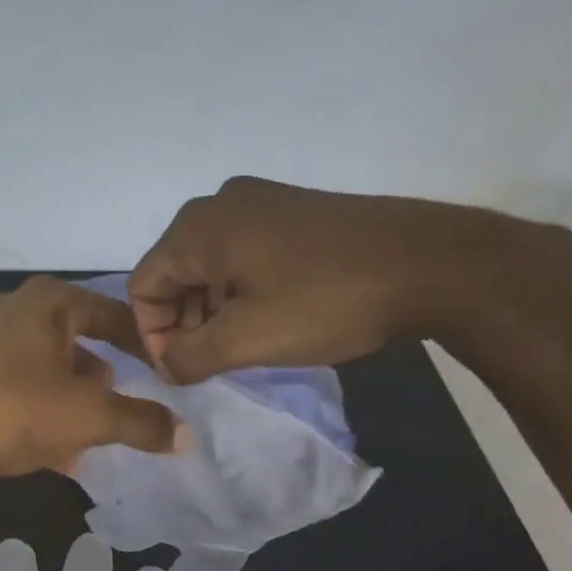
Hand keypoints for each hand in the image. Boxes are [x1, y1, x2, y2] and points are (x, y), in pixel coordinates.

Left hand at [0, 276, 183, 485]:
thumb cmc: (18, 413)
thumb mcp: (90, 418)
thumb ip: (142, 422)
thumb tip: (184, 435)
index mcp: (47, 302)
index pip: (112, 312)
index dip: (143, 343)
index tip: (163, 372)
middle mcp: (16, 310)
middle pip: (79, 338)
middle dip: (104, 375)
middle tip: (124, 402)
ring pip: (51, 366)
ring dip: (76, 398)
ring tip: (93, 433)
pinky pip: (24, 385)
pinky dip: (46, 409)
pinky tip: (59, 451)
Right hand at [127, 176, 532, 382]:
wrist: (429, 263)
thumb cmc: (324, 301)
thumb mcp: (245, 340)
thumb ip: (187, 358)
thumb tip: (166, 365)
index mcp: (197, 227)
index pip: (143, 286)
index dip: (154, 335)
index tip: (185, 369)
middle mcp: (220, 203)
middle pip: (174, 273)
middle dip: (185, 322)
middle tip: (215, 361)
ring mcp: (260, 201)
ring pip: (209, 266)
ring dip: (213, 310)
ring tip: (244, 343)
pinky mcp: (292, 211)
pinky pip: (243, 254)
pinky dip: (242, 290)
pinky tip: (271, 315)